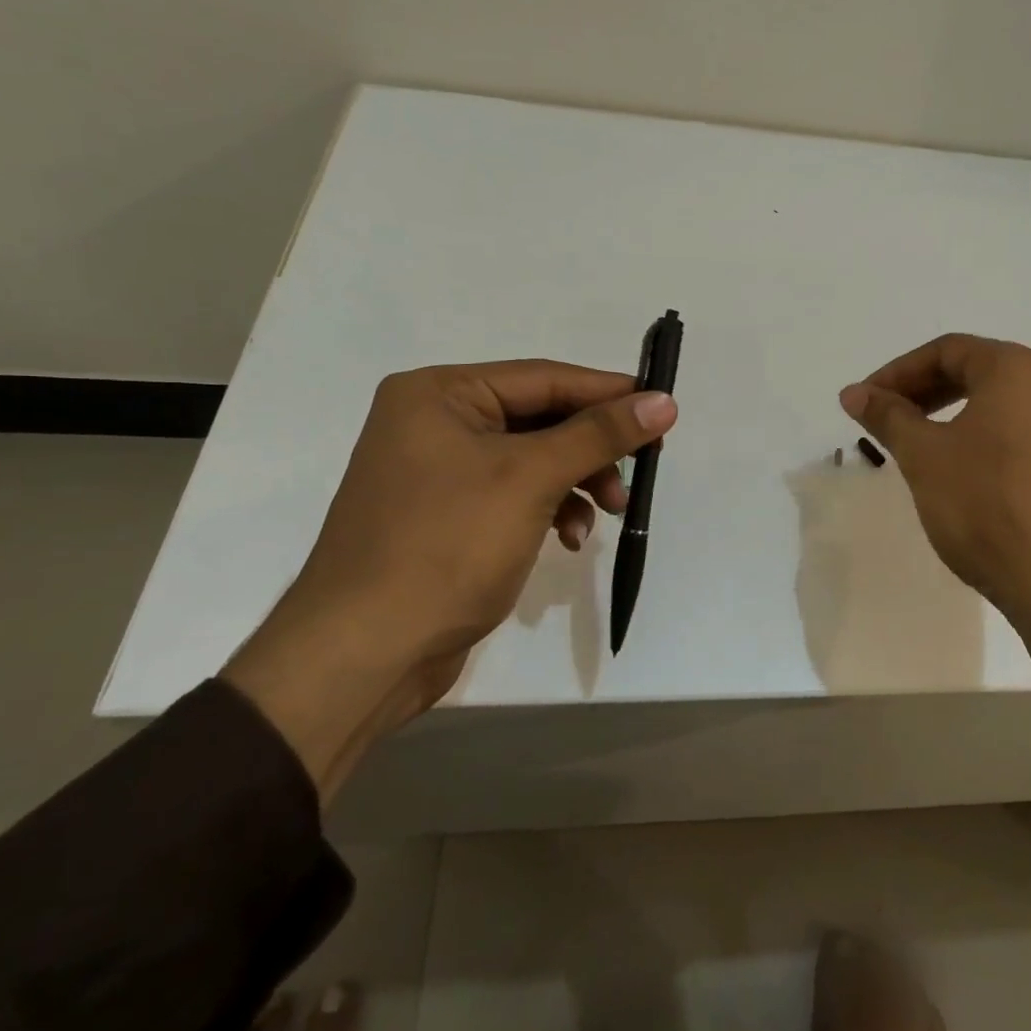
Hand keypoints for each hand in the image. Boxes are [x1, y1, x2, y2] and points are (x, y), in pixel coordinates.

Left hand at [224, 361, 677, 801]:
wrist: (366, 652)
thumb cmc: (446, 546)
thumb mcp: (531, 479)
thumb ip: (599, 435)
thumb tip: (664, 401)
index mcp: (439, 394)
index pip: (544, 378)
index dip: (608, 392)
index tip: (664, 407)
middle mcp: (434, 423)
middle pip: (540, 418)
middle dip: (593, 447)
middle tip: (641, 467)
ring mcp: (439, 472)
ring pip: (534, 459)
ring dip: (577, 481)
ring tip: (610, 510)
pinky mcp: (449, 516)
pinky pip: (515, 494)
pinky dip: (551, 509)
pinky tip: (570, 538)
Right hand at [839, 334, 1030, 622]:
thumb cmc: (985, 503)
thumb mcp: (924, 454)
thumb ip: (887, 415)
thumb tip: (853, 392)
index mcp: (1015, 369)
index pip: (946, 350)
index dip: (896, 372)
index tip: (863, 401)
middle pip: (968, 371)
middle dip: (917, 390)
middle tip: (880, 417)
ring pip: (986, 403)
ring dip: (939, 414)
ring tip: (905, 442)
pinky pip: (1003, 430)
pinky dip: (966, 436)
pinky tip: (944, 468)